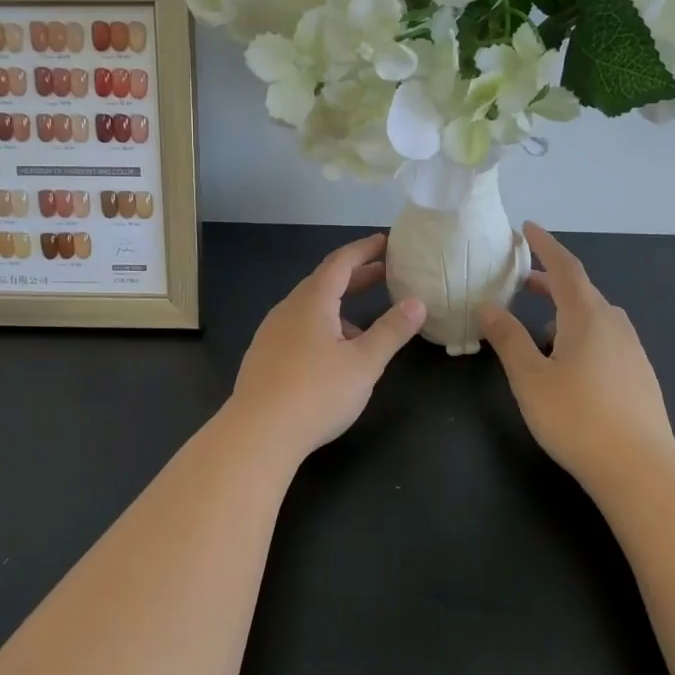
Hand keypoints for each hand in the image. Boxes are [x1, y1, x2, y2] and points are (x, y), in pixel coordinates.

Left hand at [223, 233, 425, 462]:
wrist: (257, 433)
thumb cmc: (316, 393)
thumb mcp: (364, 363)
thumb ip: (392, 331)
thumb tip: (417, 302)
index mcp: (312, 301)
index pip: (341, 262)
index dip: (365, 249)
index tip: (387, 241)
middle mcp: (288, 309)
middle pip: (325, 282)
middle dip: (357, 275)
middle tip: (386, 273)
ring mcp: (272, 332)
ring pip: (311, 307)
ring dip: (340, 305)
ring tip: (367, 324)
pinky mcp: (264, 356)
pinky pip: (299, 327)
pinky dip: (323, 326)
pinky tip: (333, 355)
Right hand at [480, 223, 674, 486]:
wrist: (640, 469)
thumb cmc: (577, 417)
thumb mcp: (530, 377)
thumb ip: (508, 339)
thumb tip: (488, 307)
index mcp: (587, 316)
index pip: (564, 267)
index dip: (545, 245)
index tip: (527, 228)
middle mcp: (614, 324)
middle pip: (580, 290)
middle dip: (549, 282)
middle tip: (521, 282)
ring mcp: (632, 350)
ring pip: (594, 317)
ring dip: (565, 312)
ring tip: (538, 333)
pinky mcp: (639, 375)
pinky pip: (605, 339)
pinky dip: (581, 335)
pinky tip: (568, 365)